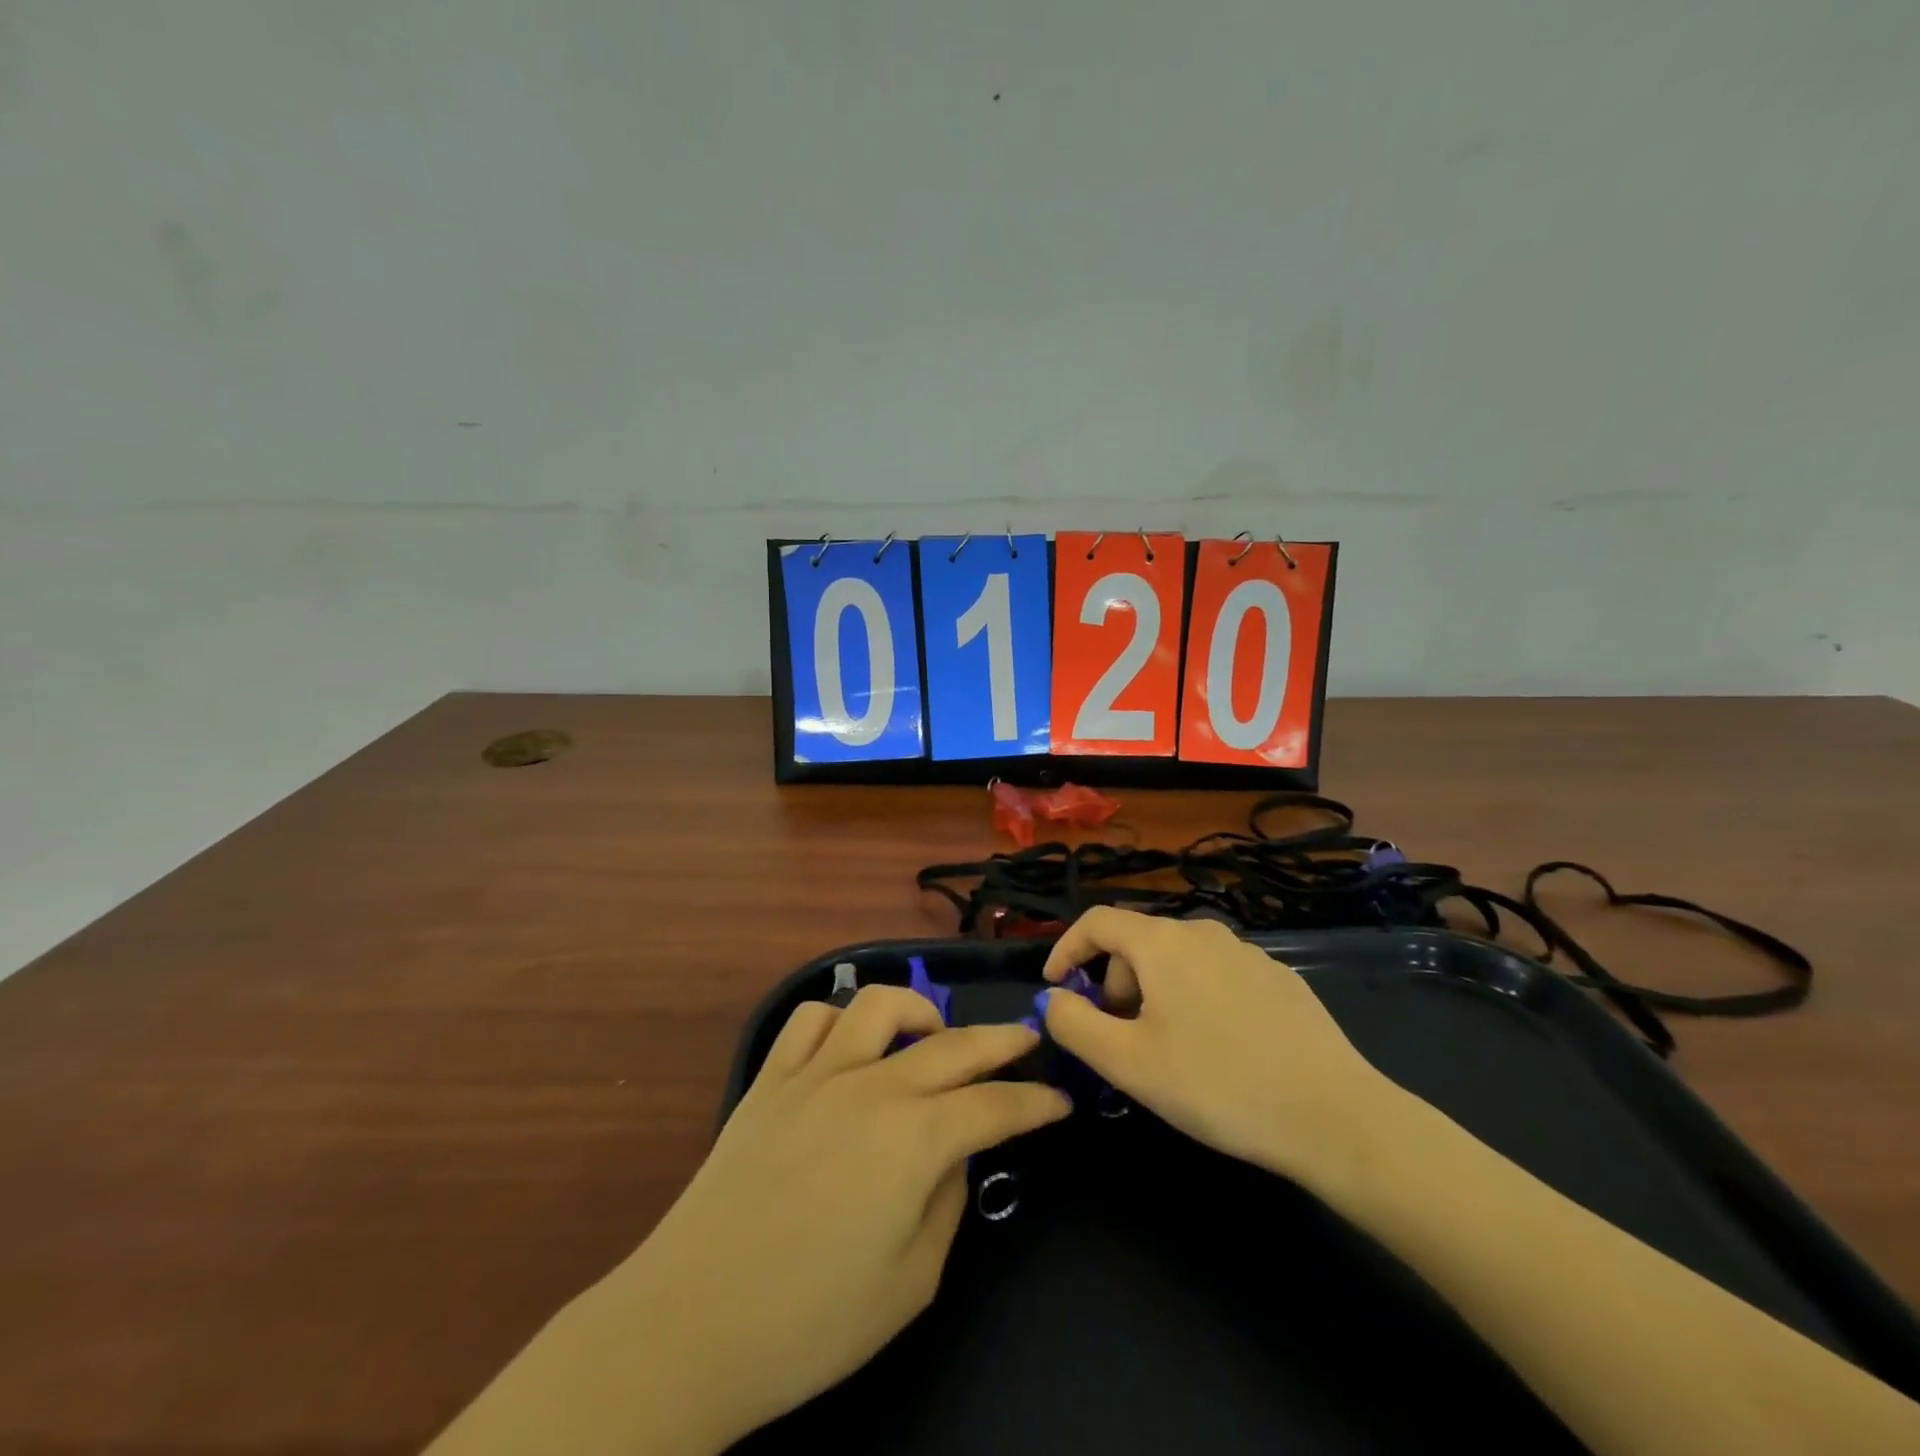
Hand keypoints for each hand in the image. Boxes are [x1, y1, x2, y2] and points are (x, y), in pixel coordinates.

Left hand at [613, 986, 1069, 1450]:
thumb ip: (948, 1201)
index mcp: (915, 1139)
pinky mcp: (771, 1078)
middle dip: (1002, 1038)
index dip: (1035, 1102)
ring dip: (918, 1010)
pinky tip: (851, 1045)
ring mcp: (816, 1073)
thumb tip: (956, 1152)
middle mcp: (872, 1086)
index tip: (1061, 1098)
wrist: (692, 1323)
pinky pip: (811, 1019)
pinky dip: (840, 1020)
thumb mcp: (912, 1281)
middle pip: (954, 1043)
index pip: (995, 1107)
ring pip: (879, 1004)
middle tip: (1028, 1037)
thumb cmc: (812, 1321)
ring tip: (931, 1034)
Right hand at [1041, 909, 1391, 1183]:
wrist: (1336, 1116)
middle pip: (1138, 943)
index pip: (1097, 921)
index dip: (1066, 949)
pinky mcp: (1279, 978)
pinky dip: (1195, 998)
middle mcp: (1204, 932)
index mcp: (1163, 943)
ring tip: (1168, 1050)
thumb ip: (1074, 1024)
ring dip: (1154, 993)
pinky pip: (1216, 975)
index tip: (1055, 987)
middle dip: (1114, 984)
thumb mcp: (1128, 1063)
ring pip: (1178, 960)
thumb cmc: (1217, 1085)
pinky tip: (1218, 1049)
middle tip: (1119, 1039)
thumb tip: (1055, 1000)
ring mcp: (1248, 952)